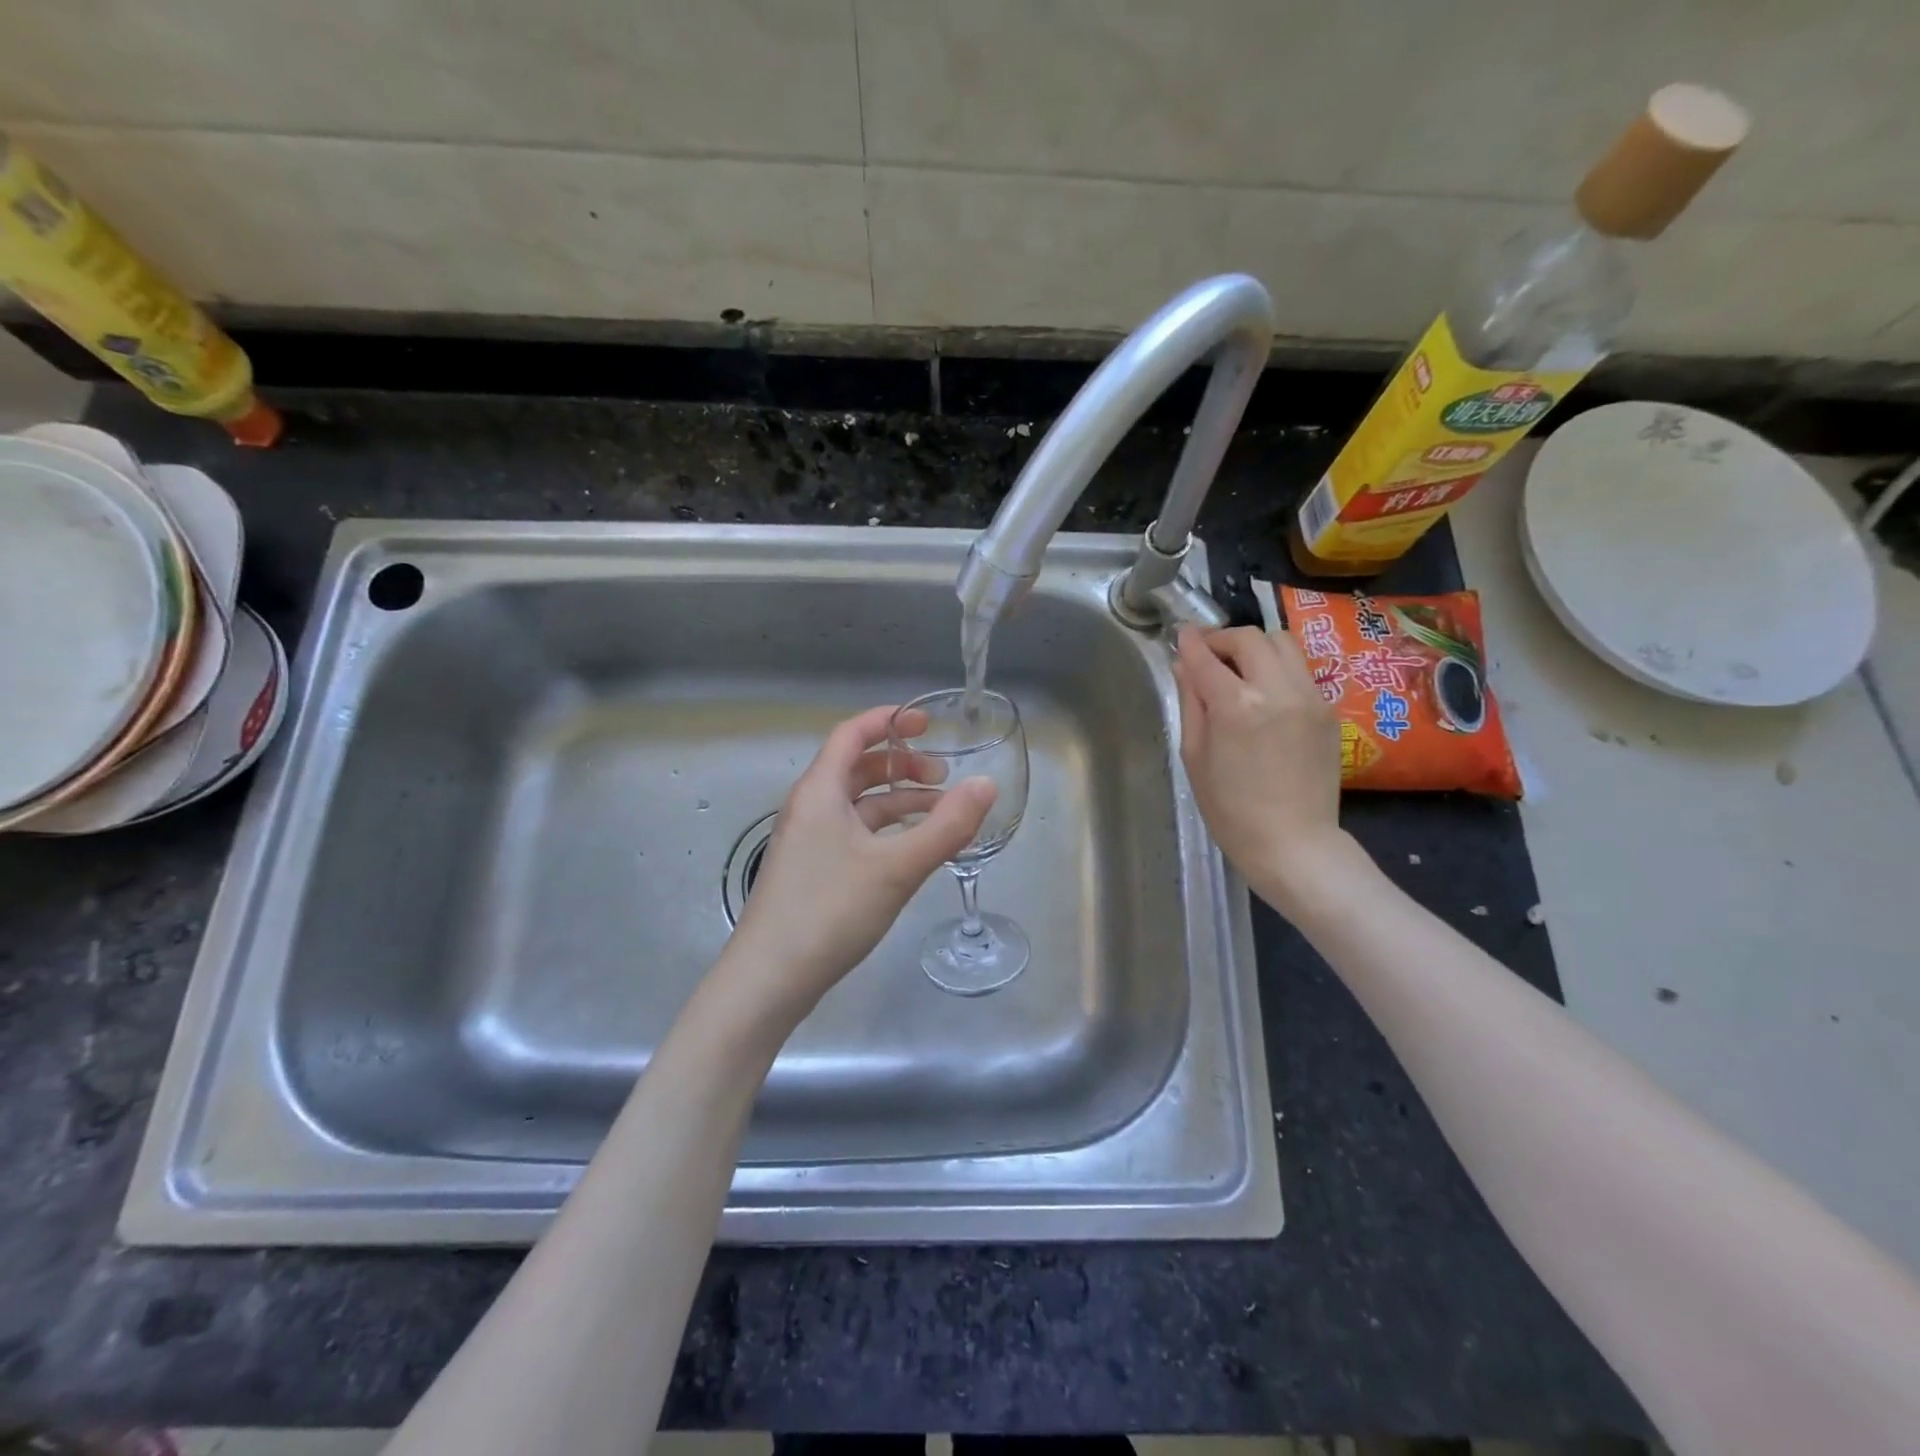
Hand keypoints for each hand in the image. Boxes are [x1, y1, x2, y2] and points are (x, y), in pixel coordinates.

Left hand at [721, 704, 995, 1021]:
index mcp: (821, 791)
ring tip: (941, 815)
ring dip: (899, 802)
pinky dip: (887, 831)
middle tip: (943, 778)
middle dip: (902, 765)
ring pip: (859, 805)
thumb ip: (946, 826)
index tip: (928, 723)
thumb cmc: (830, 910)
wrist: (770, 978)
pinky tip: (913, 851)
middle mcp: (811, 807)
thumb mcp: (897, 867)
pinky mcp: (813, 871)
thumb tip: (986, 784)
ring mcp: (809, 841)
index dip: (889, 720)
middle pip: (857, 768)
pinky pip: (855, 833)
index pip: (852, 734)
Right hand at [1173, 624, 1355, 916]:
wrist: (1293, 843)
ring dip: (1255, 648)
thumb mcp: (1194, 757)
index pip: (1207, 657)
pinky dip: (1277, 669)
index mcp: (1236, 705)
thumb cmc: (1231, 810)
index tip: (1181, 635)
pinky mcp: (1328, 710)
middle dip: (1224, 639)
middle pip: (1250, 638)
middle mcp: (1277, 690)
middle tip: (1208, 655)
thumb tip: (1185, 666)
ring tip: (1239, 669)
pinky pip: (1300, 671)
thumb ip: (1191, 703)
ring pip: (1283, 644)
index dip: (1190, 642)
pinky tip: (1264, 694)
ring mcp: (1309, 697)